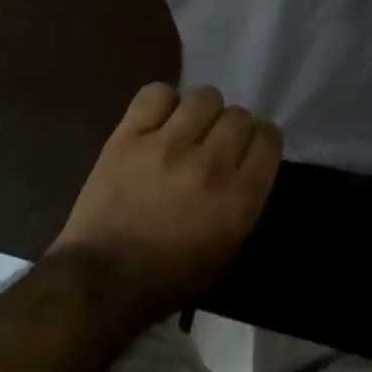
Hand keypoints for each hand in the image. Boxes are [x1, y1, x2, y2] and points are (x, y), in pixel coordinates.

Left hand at [49, 83, 281, 324]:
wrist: (104, 277)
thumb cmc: (170, 275)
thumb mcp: (226, 246)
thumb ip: (242, 197)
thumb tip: (242, 160)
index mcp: (238, 198)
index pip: (267, 139)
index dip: (261, 138)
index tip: (249, 145)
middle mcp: (209, 164)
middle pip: (237, 115)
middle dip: (231, 127)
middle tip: (214, 141)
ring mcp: (167, 146)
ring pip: (203, 97)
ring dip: (201, 111)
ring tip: (186, 127)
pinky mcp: (129, 135)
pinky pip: (156, 93)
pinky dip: (163, 101)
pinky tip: (158, 120)